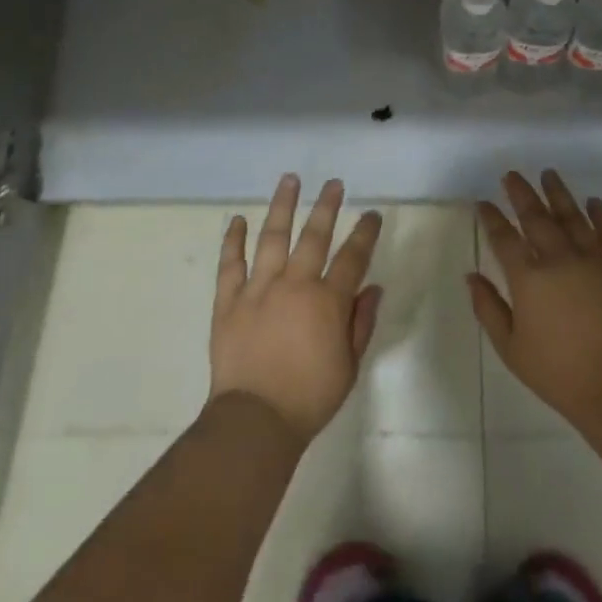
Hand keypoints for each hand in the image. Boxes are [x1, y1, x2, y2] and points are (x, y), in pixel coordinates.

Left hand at [208, 174, 383, 443]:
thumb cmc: (310, 397)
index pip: (352, 257)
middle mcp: (294, 285)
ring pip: (272, 238)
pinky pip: (230, 264)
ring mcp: (258, 289)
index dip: (365, 233)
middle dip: (326, 206)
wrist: (256, 421)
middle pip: (313, 236)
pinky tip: (237, 220)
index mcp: (327, 301)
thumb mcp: (349, 365)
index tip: (371, 214)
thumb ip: (361, 322)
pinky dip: (233, 241)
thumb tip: (372, 288)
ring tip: (288, 180)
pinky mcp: (228, 301)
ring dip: (281, 207)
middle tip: (333, 183)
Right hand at [469, 170, 601, 432]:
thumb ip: (488, 307)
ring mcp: (592, 259)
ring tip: (548, 174)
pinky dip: (600, 214)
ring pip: (572, 216)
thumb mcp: (510, 347)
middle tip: (511, 175)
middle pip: (536, 217)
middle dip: (521, 194)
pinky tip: (594, 201)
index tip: (483, 203)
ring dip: (558, 193)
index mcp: (528, 279)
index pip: (504, 238)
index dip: (491, 218)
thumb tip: (471, 275)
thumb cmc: (556, 372)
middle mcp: (558, 259)